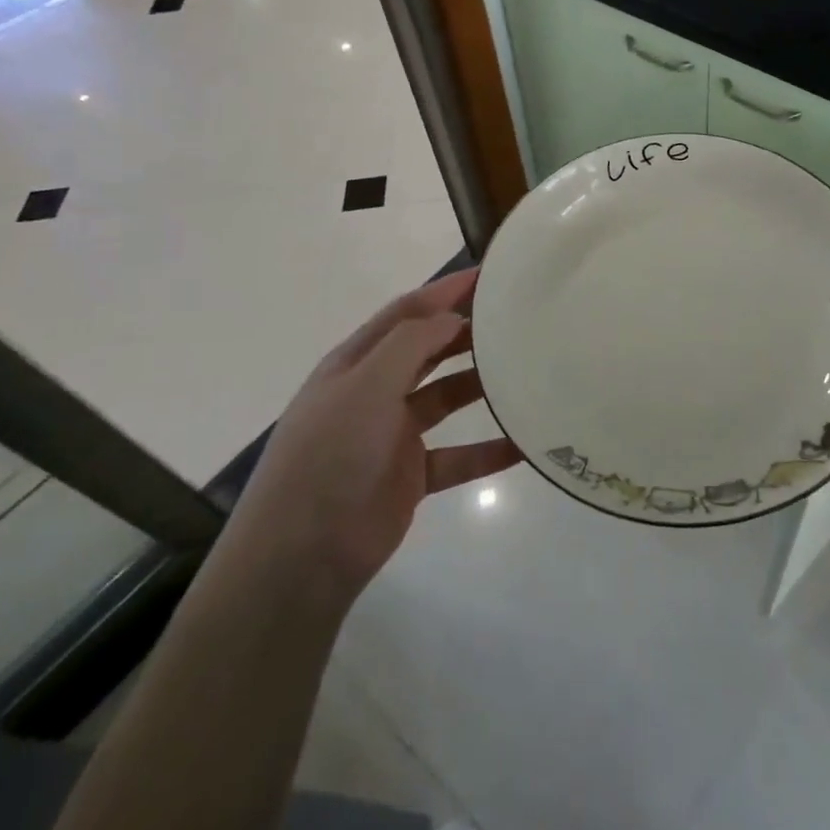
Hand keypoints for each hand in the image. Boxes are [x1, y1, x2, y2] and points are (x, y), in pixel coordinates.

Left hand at [229, 269, 519, 605]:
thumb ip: (410, 344)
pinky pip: (458, 456)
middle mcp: (375, 391)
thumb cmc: (331, 455)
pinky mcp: (411, 475)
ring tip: (526, 371)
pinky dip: (488, 449)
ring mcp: (393, 434)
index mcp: (356, 363)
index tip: (490, 275)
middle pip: (429, 350)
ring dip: (481, 385)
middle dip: (467, 331)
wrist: (303, 554)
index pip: (406, 312)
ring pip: (446, 398)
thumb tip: (453, 316)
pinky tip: (523, 443)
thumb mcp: (366, 385)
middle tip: (517, 318)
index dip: (445, 290)